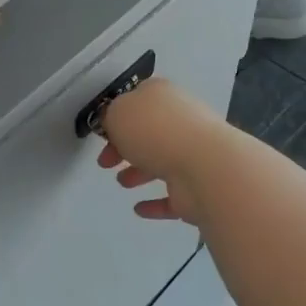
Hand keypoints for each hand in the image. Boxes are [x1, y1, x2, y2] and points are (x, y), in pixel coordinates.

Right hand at [96, 77, 232, 223]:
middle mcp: (180, 122)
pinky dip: (155, 203)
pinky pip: (172, 196)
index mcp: (162, 96)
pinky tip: (139, 209)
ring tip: (122, 182)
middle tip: (106, 162)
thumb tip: (114, 123)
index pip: (138, 100)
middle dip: (125, 147)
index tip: (103, 133)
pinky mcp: (197, 188)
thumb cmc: (156, 132)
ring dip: (139, 172)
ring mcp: (192, 155)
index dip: (117, 116)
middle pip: (148, 133)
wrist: (203, 167)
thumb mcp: (118, 113)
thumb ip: (110, 116)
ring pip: (161, 162)